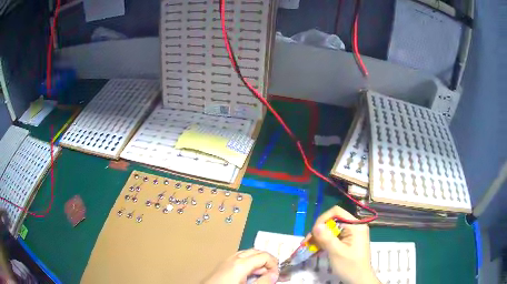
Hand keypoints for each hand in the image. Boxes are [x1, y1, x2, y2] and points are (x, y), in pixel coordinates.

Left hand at [202, 249, 278, 283]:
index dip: (274, 264)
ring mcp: (226, 260)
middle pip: (256, 251)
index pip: (264, 256)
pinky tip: (249, 274)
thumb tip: (275, 274)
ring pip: (247, 254)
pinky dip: (248, 263)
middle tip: (271, 274)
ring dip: (257, 261)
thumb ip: (263, 281)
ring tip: (262, 275)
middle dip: (267, 260)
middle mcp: (234, 258)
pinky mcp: (222, 265)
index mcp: (241, 263)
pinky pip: (239, 258)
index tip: (276, 276)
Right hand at [310, 206, 379, 283]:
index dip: (323, 219)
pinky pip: (335, 237)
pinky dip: (325, 242)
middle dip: (319, 231)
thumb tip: (316, 225)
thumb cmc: (350, 266)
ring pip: (332, 230)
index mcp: (355, 226)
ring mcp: (352, 234)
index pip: (337, 212)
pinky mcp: (349, 241)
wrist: (359, 280)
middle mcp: (355, 226)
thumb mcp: (336, 252)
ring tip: (309, 247)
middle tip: (307, 242)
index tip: (314, 232)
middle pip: (333, 221)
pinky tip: (316, 250)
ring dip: (320, 237)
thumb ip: (327, 238)